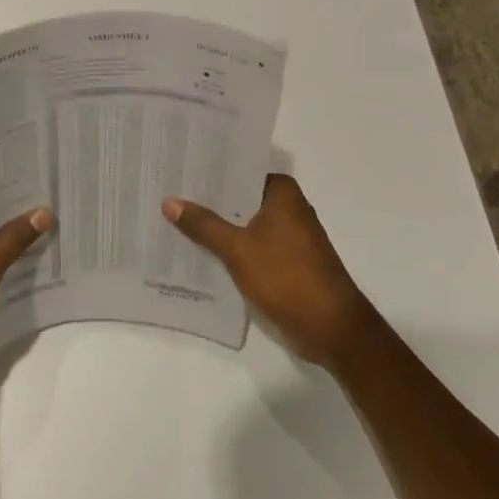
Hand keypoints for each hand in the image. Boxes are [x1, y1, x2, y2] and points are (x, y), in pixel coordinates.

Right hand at [163, 174, 369, 366]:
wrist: (331, 328)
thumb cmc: (287, 277)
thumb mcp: (238, 249)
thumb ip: (204, 225)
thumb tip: (169, 201)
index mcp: (282, 194)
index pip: (239, 171)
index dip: (209, 172)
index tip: (178, 170)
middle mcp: (288, 209)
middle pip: (239, 198)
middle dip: (207, 201)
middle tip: (167, 194)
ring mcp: (288, 237)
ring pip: (243, 223)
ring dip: (217, 226)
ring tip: (174, 220)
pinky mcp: (285, 262)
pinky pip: (250, 245)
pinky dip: (229, 247)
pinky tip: (199, 251)